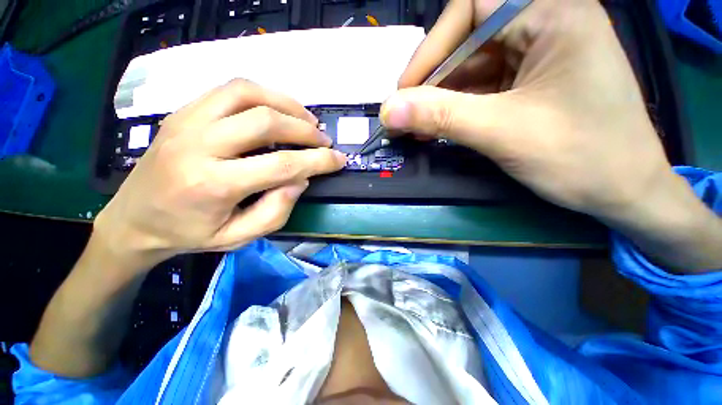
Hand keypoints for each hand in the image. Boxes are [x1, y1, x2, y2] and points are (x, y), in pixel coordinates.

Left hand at [94, 79, 345, 269]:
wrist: (134, 218)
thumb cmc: (189, 233)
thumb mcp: (239, 237)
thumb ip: (277, 211)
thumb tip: (302, 179)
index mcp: (213, 184)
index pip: (282, 165)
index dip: (318, 161)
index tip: (339, 159)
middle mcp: (198, 145)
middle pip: (266, 122)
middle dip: (306, 130)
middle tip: (324, 140)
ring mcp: (187, 121)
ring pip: (247, 93)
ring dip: (287, 104)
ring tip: (308, 120)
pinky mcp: (184, 111)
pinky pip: (231, 90)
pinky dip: (264, 94)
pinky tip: (279, 110)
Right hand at [381, 0, 671, 218]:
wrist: (625, 191)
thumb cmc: (582, 158)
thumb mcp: (503, 133)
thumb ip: (441, 117)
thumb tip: (388, 111)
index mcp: (553, 14)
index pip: (471, 8)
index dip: (430, 50)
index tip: (404, 92)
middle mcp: (546, 23)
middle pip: (468, 40)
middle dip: (432, 80)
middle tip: (405, 114)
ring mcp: (539, 54)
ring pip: (471, 68)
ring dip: (440, 99)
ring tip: (415, 127)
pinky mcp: (531, 82)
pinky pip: (482, 87)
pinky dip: (456, 107)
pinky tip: (438, 127)